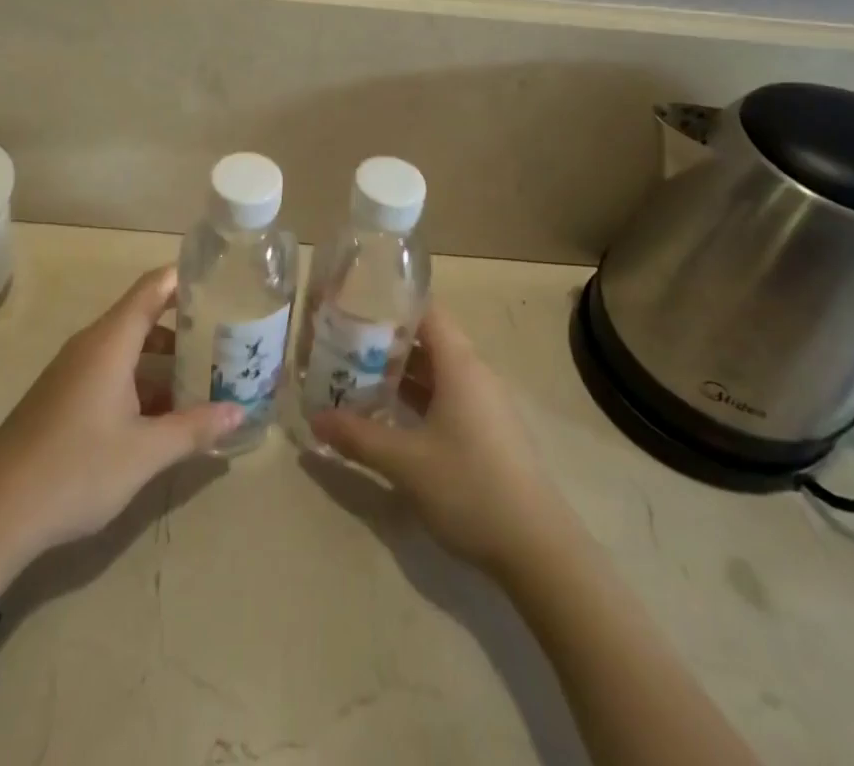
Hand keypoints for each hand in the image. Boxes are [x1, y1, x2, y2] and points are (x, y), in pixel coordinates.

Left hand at [0, 267, 241, 593]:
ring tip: (207, 375)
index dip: (187, 278)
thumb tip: (239, 412)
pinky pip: (112, 371)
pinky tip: (167, 412)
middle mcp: (92, 345)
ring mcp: (74, 371)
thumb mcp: (144, 453)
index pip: (153, 287)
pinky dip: (143, 379)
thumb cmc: (74, 471)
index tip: (224, 282)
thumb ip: (194, 428)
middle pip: (145, 315)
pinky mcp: (64, 397)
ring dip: (167, 358)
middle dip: (187, 325)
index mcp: (110, 342)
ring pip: (130, 348)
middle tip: (228, 337)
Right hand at [309, 303, 574, 579]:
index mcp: (460, 364)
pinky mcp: (488, 432)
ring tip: (357, 377)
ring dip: (401, 373)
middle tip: (343, 345)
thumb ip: (358, 436)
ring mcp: (485, 404)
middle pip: (428, 341)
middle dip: (386, 342)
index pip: (426, 311)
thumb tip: (315, 420)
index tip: (353, 306)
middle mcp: (475, 374)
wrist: (538, 550)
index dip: (391, 304)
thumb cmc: (469, 488)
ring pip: (437, 372)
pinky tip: (390, 417)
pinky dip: (418, 398)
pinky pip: (447, 398)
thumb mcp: (405, 462)